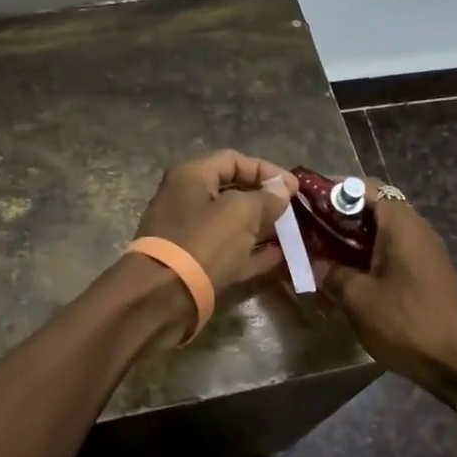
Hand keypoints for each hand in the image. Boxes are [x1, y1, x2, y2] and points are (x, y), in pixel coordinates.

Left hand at [134, 150, 296, 292]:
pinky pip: (229, 250)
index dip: (266, 170)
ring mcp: (189, 233)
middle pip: (232, 191)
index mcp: (191, 176)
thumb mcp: (241, 213)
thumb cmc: (203, 241)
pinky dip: (252, 252)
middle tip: (293, 210)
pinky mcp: (194, 264)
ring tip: (292, 234)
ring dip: (261, 227)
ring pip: (232, 224)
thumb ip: (265, 198)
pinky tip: (279, 257)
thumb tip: (282, 190)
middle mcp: (186, 199)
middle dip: (265, 200)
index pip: (233, 160)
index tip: (292, 187)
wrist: (163, 296)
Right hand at [315, 180, 456, 408]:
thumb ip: (332, 273)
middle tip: (312, 227)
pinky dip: (371, 250)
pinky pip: (395, 247)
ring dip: (356, 234)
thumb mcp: (358, 298)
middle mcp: (416, 227)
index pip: (363, 187)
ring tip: (326, 249)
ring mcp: (426, 249)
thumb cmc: (405, 322)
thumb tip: (316, 263)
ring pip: (384, 227)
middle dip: (342, 213)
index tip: (307, 201)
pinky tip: (352, 271)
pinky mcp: (429, 270)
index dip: (333, 190)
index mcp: (400, 223)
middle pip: (374, 205)